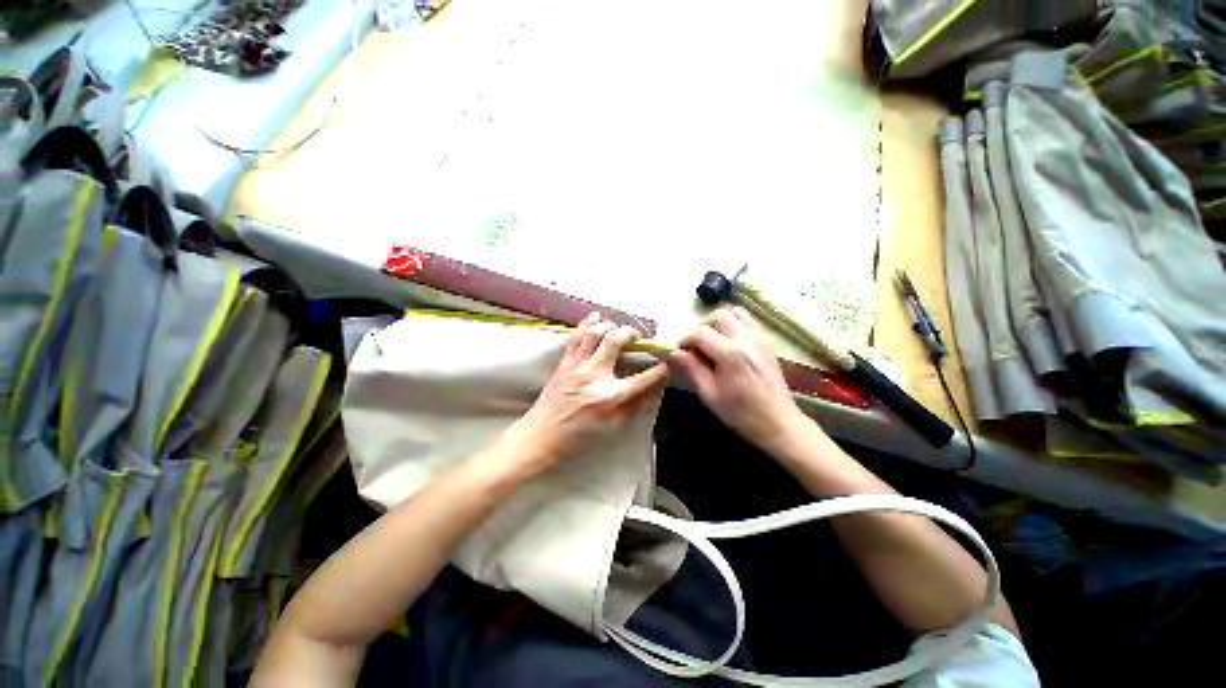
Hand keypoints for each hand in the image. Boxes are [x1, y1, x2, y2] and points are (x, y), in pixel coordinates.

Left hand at [509, 313, 669, 469]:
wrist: (542, 436)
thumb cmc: (580, 436)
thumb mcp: (614, 426)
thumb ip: (635, 405)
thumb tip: (651, 386)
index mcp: (610, 396)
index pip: (644, 378)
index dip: (660, 370)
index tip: (667, 364)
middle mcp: (594, 375)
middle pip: (616, 341)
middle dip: (632, 333)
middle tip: (639, 338)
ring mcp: (577, 366)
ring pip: (595, 333)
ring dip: (611, 325)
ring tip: (619, 328)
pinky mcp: (565, 362)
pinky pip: (576, 336)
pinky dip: (588, 323)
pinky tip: (596, 316)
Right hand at [669, 307, 807, 449]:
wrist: (779, 424)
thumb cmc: (741, 414)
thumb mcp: (710, 394)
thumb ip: (691, 369)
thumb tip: (673, 353)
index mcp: (731, 354)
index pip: (700, 332)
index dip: (685, 340)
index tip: (679, 353)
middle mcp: (747, 339)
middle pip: (718, 315)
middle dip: (701, 326)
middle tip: (694, 345)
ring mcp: (760, 339)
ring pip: (735, 312)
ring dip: (718, 321)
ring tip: (711, 340)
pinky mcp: (767, 343)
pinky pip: (748, 321)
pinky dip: (733, 324)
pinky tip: (727, 344)